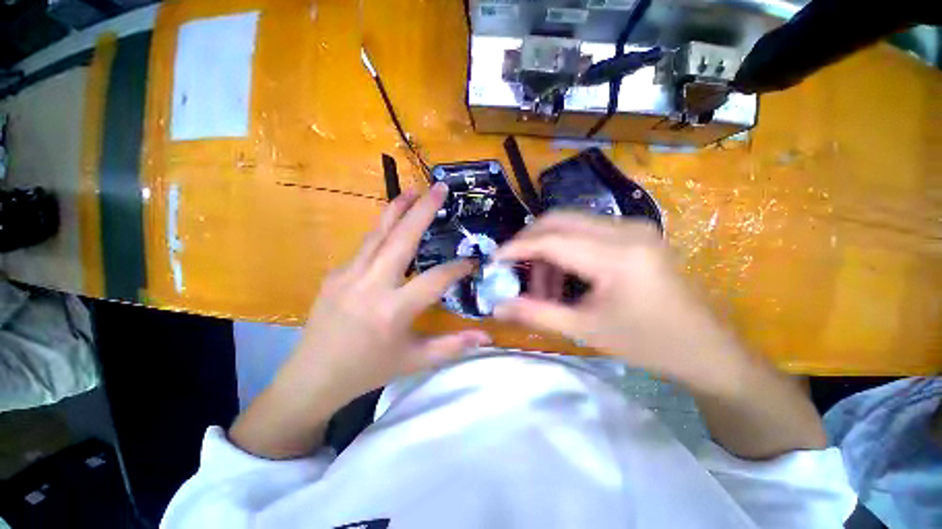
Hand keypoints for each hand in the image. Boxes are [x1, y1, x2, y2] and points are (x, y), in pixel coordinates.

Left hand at [230, 184, 490, 457]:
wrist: (312, 378)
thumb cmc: (368, 370)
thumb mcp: (415, 361)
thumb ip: (453, 346)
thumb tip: (487, 337)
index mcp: (393, 311)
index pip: (435, 279)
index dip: (458, 268)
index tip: (473, 261)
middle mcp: (371, 286)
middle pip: (402, 239)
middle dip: (423, 210)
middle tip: (439, 188)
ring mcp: (348, 276)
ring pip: (378, 234)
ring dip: (397, 210)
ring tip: (412, 191)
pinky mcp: (335, 274)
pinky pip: (364, 248)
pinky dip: (382, 232)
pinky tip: (391, 227)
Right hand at [493, 212, 745, 392]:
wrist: (707, 349)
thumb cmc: (648, 344)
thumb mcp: (585, 330)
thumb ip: (536, 313)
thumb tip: (497, 307)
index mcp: (616, 256)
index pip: (550, 239)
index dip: (516, 247)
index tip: (494, 260)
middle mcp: (625, 230)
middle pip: (559, 220)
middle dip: (529, 241)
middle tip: (514, 268)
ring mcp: (633, 227)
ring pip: (571, 223)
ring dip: (548, 249)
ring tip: (545, 286)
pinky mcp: (635, 233)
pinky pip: (587, 231)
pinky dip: (566, 249)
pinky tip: (565, 278)